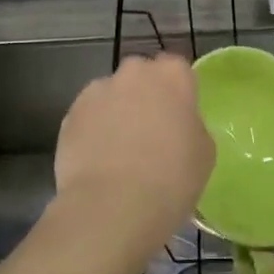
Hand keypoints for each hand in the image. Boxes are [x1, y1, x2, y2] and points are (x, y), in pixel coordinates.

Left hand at [54, 53, 214, 249]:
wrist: (113, 205)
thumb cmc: (172, 178)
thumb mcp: (204, 152)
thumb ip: (191, 125)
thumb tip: (177, 126)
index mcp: (171, 76)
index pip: (177, 68)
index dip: (177, 91)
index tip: (178, 116)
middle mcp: (132, 73)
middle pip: (140, 75)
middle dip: (144, 95)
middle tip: (151, 131)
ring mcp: (97, 92)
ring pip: (111, 95)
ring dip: (116, 112)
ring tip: (119, 150)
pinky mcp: (69, 115)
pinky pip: (88, 117)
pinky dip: (93, 131)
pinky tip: (98, 160)